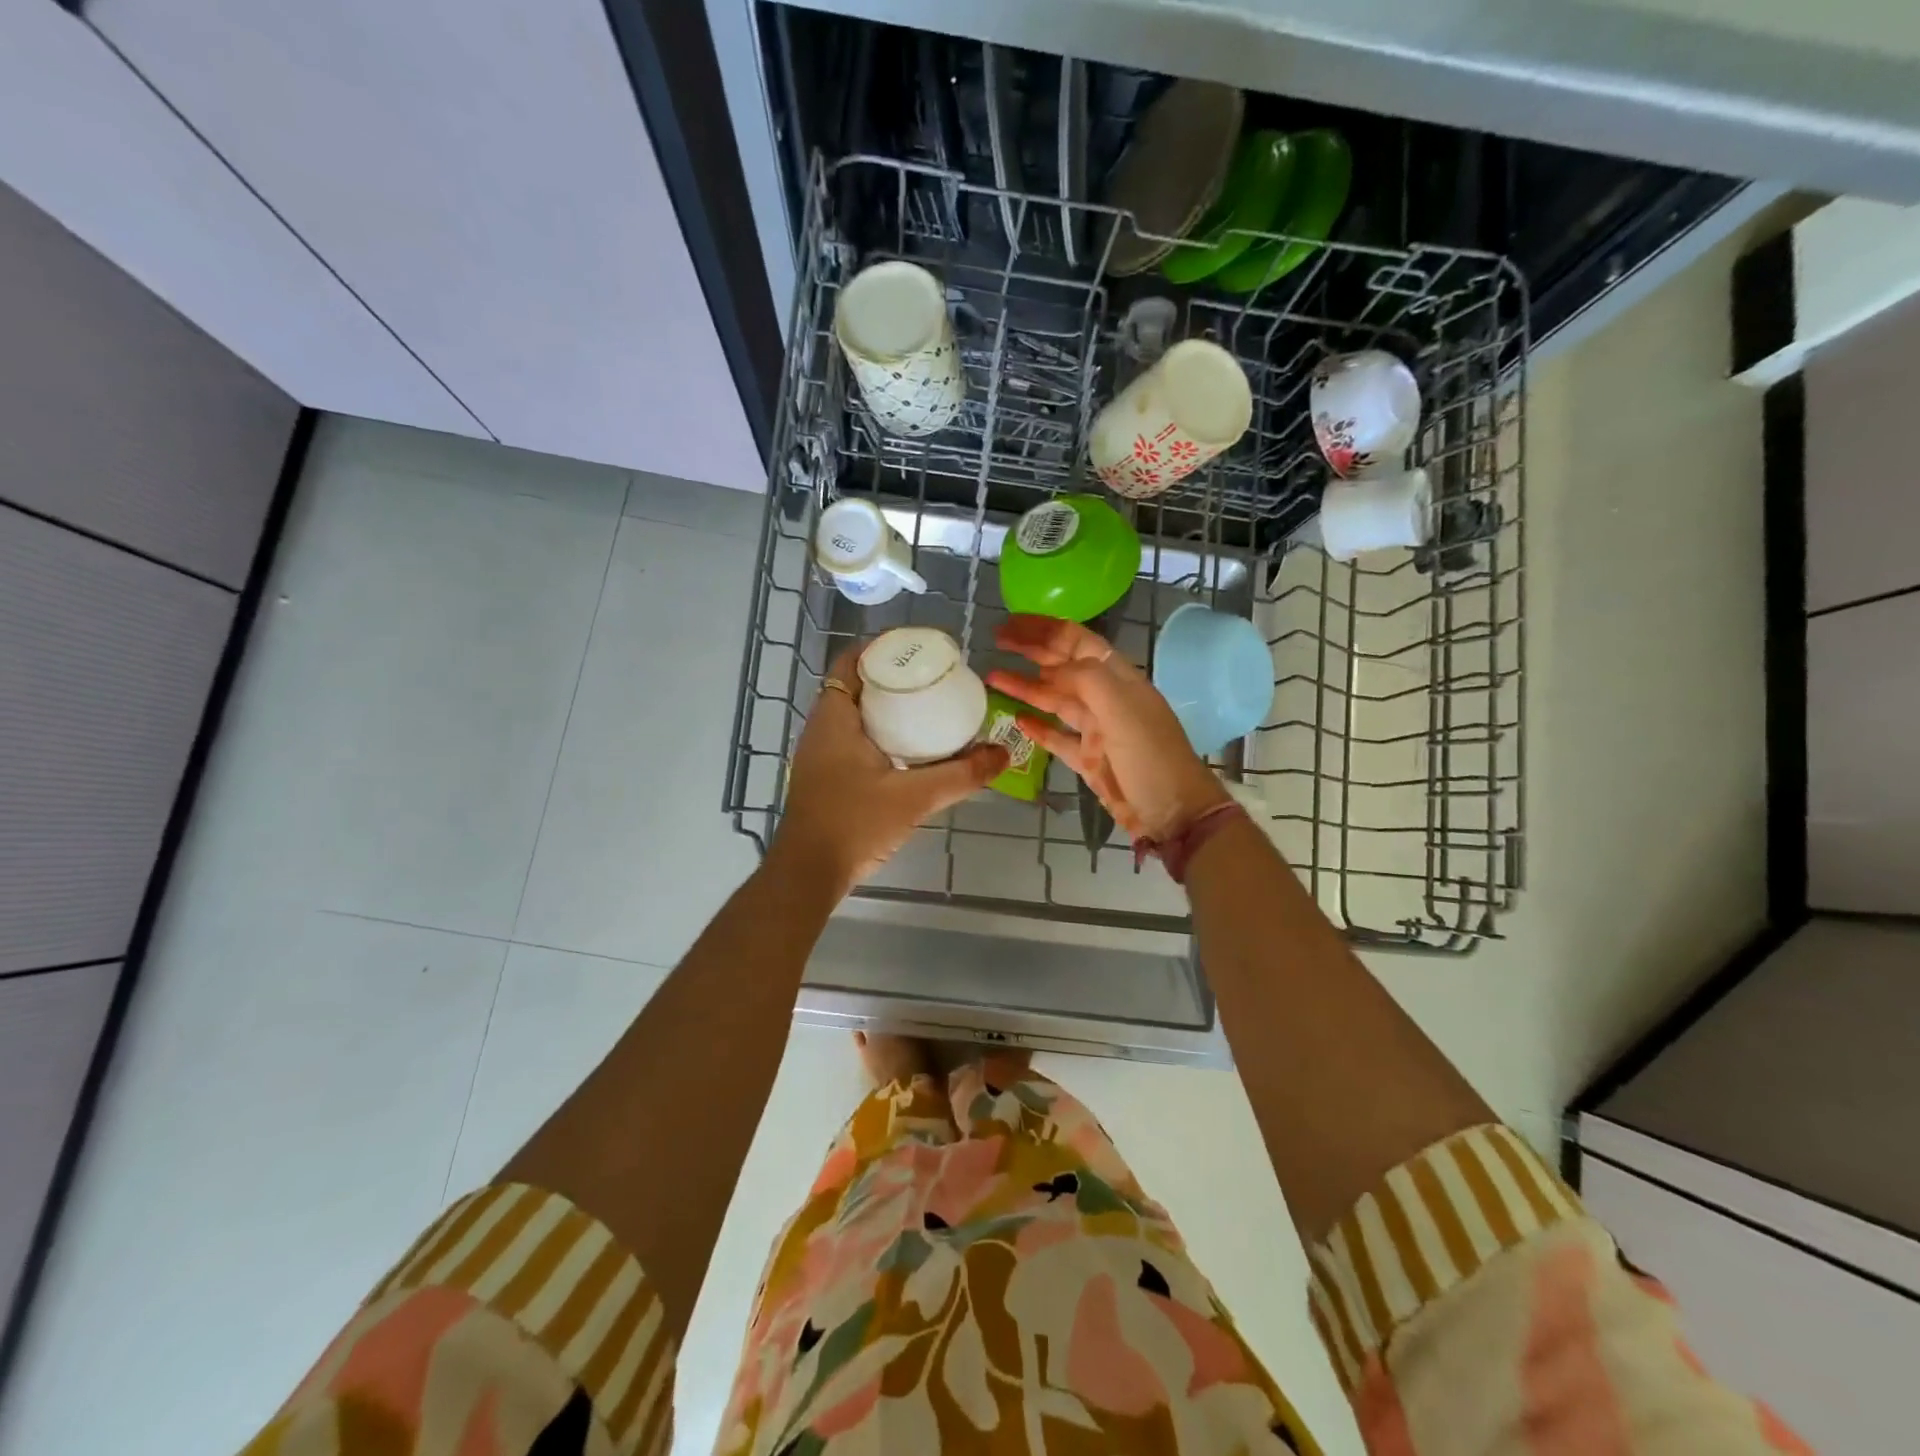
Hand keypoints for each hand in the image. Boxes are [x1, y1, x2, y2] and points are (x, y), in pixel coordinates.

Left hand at [771, 644, 1008, 896]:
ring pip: (852, 715)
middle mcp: (821, 728)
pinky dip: (877, 732)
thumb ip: (961, 775)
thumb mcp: (914, 797)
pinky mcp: (823, 776)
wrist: (808, 873)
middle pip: (855, 686)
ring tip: (926, 708)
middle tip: (931, 678)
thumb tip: (1003, 754)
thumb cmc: (855, 824)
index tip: (917, 649)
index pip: (851, 662)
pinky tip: (907, 749)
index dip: (881, 649)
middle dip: (891, 677)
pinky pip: (851, 738)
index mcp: (835, 718)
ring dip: (884, 707)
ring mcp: (818, 754)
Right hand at [986, 614, 1229, 842]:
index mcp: (1118, 678)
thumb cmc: (1151, 757)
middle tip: (995, 641)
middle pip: (1062, 665)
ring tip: (993, 677)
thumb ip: (1087, 680)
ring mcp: (1095, 729)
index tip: (1011, 624)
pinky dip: (1037, 727)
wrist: (1173, 812)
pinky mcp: (1087, 758)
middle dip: (1030, 650)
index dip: (1044, 629)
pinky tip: (1016, 719)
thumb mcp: (1123, 710)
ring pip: (1054, 699)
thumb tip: (1049, 670)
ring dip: (1025, 686)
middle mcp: (1105, 697)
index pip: (1077, 640)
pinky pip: (1056, 736)